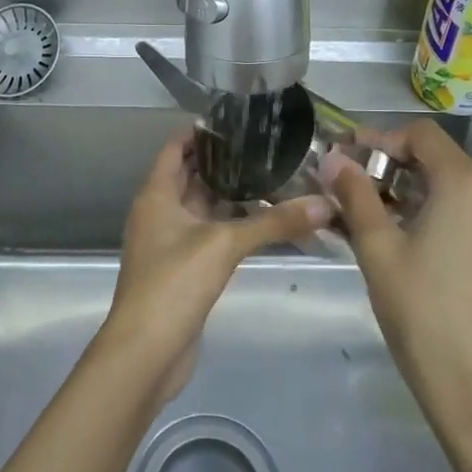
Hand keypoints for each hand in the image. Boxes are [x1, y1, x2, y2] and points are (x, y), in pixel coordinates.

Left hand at [98, 129, 330, 399]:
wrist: (146, 352)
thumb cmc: (174, 283)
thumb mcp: (225, 244)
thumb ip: (274, 223)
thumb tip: (324, 204)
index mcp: (157, 195)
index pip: (176, 148)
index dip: (201, 131)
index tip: (237, 119)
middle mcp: (159, 213)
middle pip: (190, 175)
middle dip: (223, 162)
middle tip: (266, 146)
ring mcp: (168, 243)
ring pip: (201, 207)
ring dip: (229, 194)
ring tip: (271, 176)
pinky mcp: (181, 269)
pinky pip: (207, 235)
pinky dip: (229, 225)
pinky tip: (260, 221)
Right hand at [323, 120, 471, 426]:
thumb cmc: (421, 312)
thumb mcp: (377, 249)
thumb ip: (355, 194)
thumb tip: (333, 159)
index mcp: (468, 184)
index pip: (422, 135)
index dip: (382, 139)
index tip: (349, 158)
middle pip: (444, 162)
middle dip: (398, 169)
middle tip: (359, 192)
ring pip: (463, 192)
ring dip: (422, 196)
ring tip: (385, 222)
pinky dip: (448, 219)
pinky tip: (423, 248)